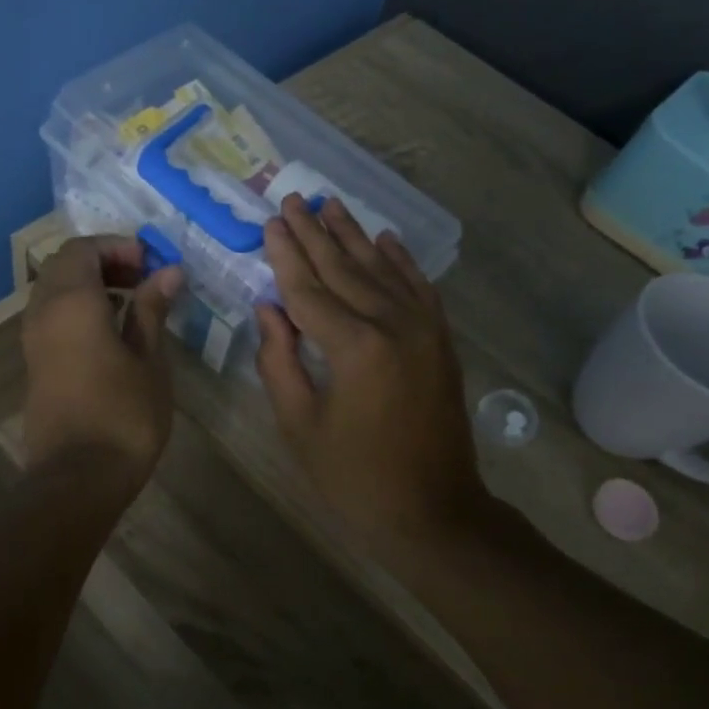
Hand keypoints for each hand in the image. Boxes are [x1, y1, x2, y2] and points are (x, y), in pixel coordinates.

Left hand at [22, 235, 184, 482]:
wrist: (77, 478)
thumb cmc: (123, 416)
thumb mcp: (149, 360)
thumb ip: (152, 309)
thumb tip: (168, 272)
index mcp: (71, 302)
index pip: (83, 248)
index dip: (118, 246)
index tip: (152, 263)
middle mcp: (43, 311)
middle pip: (65, 265)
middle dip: (104, 261)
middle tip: (143, 277)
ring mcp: (33, 338)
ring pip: (55, 289)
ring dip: (90, 284)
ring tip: (132, 302)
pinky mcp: (34, 362)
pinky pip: (52, 315)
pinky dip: (78, 307)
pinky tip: (112, 330)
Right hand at [256, 195, 489, 543]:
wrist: (432, 510)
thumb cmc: (353, 476)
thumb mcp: (299, 424)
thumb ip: (278, 360)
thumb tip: (268, 307)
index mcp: (354, 348)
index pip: (308, 289)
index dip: (286, 254)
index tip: (272, 221)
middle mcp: (393, 325)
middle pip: (345, 269)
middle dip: (315, 233)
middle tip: (295, 198)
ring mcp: (424, 330)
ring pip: (382, 270)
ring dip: (354, 235)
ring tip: (331, 205)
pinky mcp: (440, 341)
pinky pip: (419, 289)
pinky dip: (401, 261)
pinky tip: (386, 239)